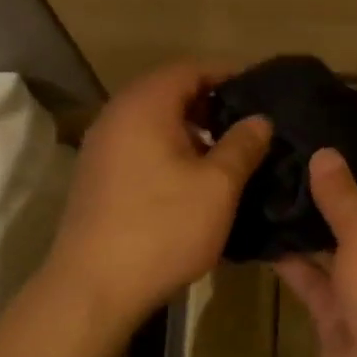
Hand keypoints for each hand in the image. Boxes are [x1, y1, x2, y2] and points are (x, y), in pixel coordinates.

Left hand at [45, 61, 271, 331]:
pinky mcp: (99, 179)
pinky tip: (196, 181)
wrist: (95, 287)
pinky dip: (171, 152)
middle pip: (169, 92)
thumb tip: (260, 119)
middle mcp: (116, 117)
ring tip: (230, 153)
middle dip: (211, 103)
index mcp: (145, 106)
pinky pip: (141, 148)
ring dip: (192, 131)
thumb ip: (242, 145)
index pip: (190, 69)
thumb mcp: (218, 186)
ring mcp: (102, 149)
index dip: (227, 74)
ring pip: (155, 123)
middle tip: (250, 123)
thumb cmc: (163, 228)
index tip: (261, 89)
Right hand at [274, 149, 356, 356]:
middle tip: (289, 176)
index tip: (336, 165)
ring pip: (342, 251)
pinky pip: (321, 284)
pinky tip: (265, 243)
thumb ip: (343, 196)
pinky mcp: (347, 318)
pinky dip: (297, 266)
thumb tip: (325, 156)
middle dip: (336, 199)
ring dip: (312, 231)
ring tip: (269, 202)